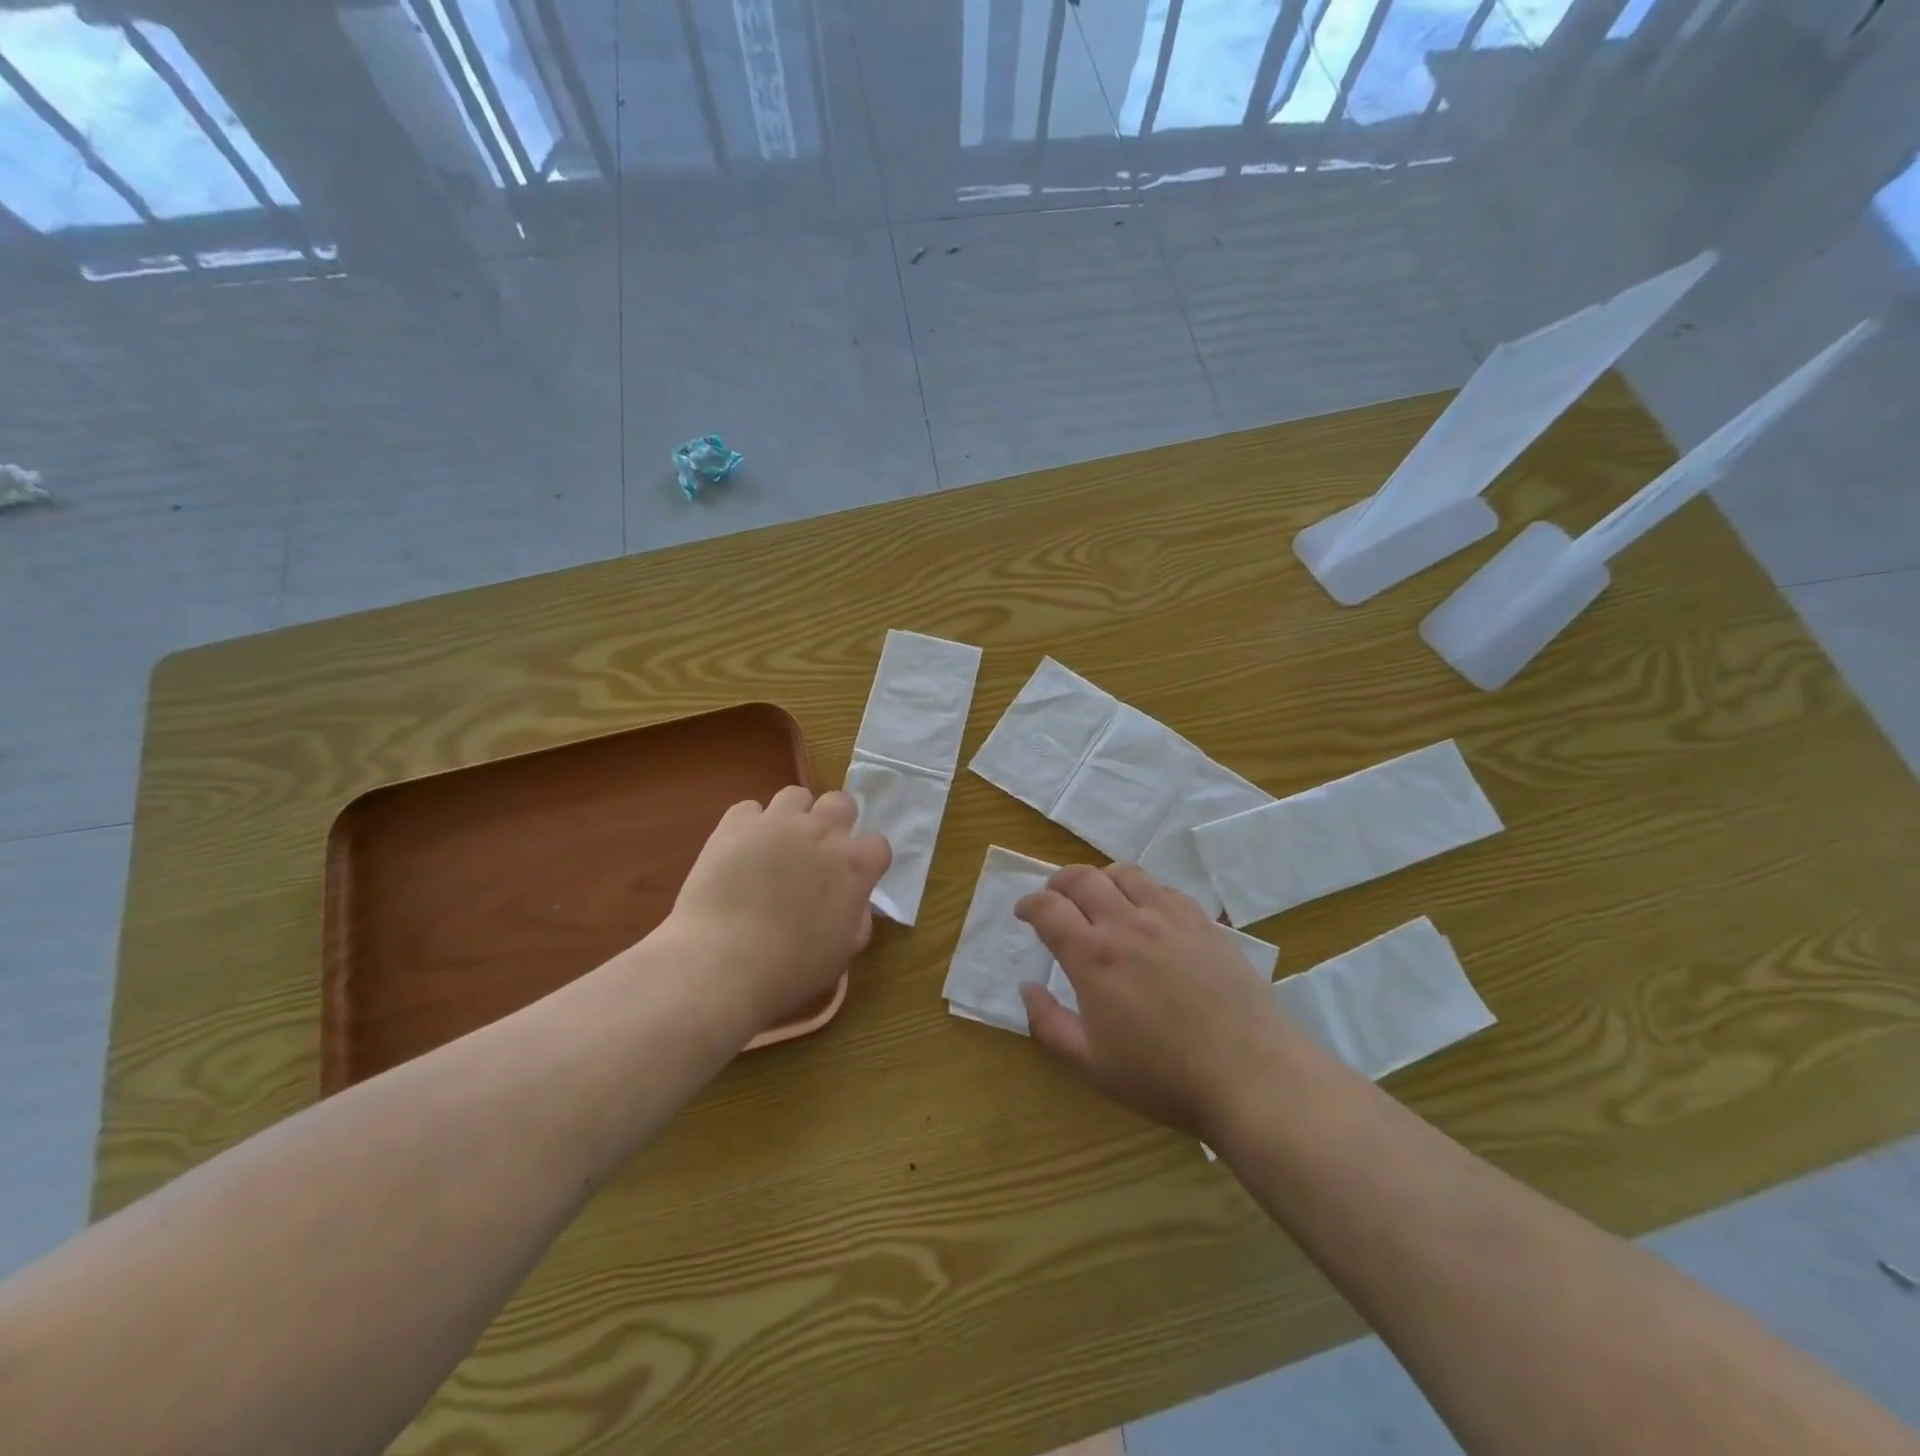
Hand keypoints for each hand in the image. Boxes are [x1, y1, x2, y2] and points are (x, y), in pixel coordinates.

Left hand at [665, 787, 891, 1034]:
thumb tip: (854, 902)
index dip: (866, 861)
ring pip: (796, 795)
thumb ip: (857, 919)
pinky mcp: (736, 823)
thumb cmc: (791, 969)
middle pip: (842, 801)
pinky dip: (749, 825)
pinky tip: (740, 850)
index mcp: (855, 866)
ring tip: (777, 844)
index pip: (878, 845)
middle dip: (836, 821)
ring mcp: (778, 822)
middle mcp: (822, 832)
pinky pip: (749, 808)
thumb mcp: (842, 953)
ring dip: (793, 815)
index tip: (852, 879)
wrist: (722, 963)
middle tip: (817, 851)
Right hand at [1016, 864, 1290, 1139]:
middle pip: (1083, 877)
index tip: (1024, 912)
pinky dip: (1143, 891)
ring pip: (1126, 873)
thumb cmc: (1163, 1077)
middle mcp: (1128, 924)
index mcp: (1094, 956)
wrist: (1251, 1074)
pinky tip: (1147, 913)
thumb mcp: (1090, 1065)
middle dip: (1058, 881)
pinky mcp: (1204, 923)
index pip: (1048, 908)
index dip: (1029, 904)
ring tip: (1099, 897)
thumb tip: (1027, 988)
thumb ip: (1048, 1024)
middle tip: (1053, 896)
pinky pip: (1165, 889)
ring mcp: (1170, 918)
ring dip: (1101, 878)